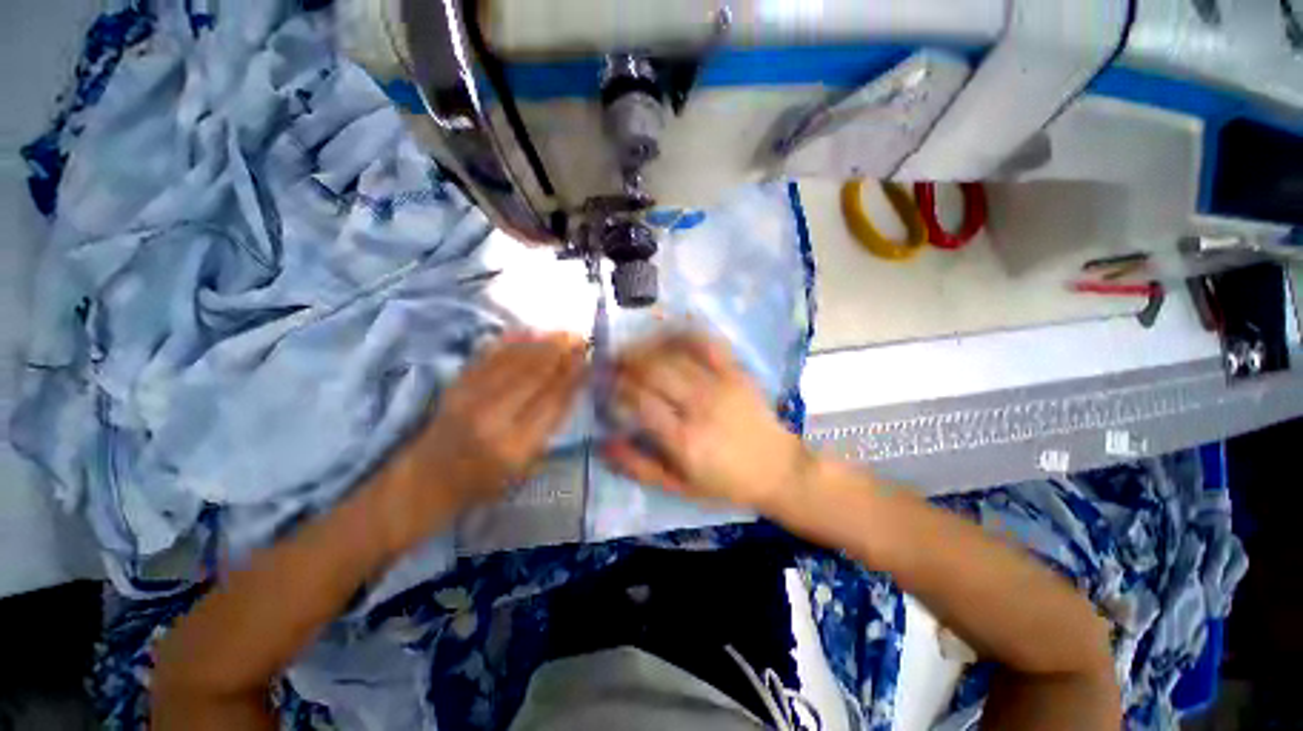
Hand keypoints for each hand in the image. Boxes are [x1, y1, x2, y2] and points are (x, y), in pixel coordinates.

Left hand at [377, 332, 586, 548]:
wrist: (428, 479)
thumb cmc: (485, 482)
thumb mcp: (527, 467)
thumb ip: (550, 427)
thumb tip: (572, 387)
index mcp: (514, 445)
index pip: (552, 401)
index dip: (573, 376)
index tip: (589, 359)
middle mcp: (492, 417)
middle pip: (535, 375)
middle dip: (562, 352)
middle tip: (581, 338)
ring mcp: (470, 397)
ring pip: (514, 361)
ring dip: (543, 343)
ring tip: (564, 332)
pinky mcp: (456, 385)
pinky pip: (490, 355)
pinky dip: (514, 341)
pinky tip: (532, 332)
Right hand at [604, 332, 810, 511]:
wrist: (776, 468)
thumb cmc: (724, 482)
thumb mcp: (678, 486)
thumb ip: (638, 466)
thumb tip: (604, 442)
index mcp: (683, 440)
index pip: (639, 401)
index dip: (617, 387)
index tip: (606, 384)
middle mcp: (700, 407)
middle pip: (654, 371)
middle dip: (626, 362)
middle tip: (613, 362)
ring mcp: (720, 385)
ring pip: (674, 355)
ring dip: (647, 346)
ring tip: (633, 348)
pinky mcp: (736, 373)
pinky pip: (707, 344)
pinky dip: (684, 333)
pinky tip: (667, 334)